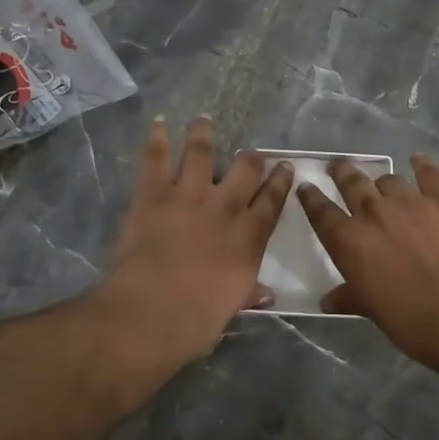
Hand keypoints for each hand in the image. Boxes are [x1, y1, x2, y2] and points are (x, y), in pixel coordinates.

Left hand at [93, 117, 292, 381]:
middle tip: (251, 153)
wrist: (152, 311)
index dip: (281, 182)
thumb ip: (248, 292)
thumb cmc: (197, 319)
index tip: (285, 167)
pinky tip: (158, 122)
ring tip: (203, 120)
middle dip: (251, 158)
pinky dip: (156, 138)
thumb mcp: (232, 307)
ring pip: (201, 154)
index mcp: (248, 238)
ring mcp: (189, 196)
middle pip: (246, 170)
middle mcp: (225, 208)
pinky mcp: (153, 195)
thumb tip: (266, 293)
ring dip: (203, 134)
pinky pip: (156, 159)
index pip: (272, 202)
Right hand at [297, 154, 438, 364]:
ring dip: (382, 181)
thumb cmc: (410, 322)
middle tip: (339, 166)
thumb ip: (348, 297)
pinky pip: (429, 173)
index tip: (306, 187)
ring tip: (384, 183)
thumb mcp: (370, 310)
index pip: (321, 212)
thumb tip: (328, 301)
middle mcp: (374, 213)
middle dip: (342, 172)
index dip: (311, 198)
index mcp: (349, 241)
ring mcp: (410, 202)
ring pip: (388, 179)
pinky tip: (418, 160)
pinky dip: (421, 164)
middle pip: (351, 182)